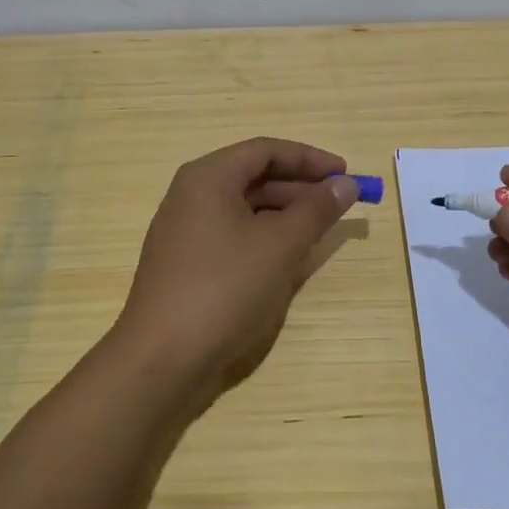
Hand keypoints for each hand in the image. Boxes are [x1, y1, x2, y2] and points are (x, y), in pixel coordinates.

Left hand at [113, 137, 358, 409]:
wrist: (162, 359)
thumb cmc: (224, 288)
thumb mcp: (280, 245)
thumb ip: (316, 209)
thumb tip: (345, 184)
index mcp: (208, 178)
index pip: (265, 150)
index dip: (309, 158)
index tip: (345, 173)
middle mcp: (191, 196)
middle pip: (253, 176)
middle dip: (299, 187)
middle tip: (339, 203)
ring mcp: (185, 232)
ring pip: (243, 209)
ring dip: (284, 214)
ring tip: (320, 230)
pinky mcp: (186, 264)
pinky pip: (232, 236)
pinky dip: (263, 238)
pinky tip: (286, 258)